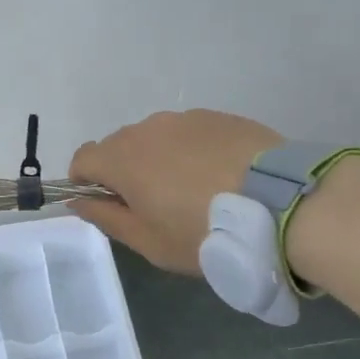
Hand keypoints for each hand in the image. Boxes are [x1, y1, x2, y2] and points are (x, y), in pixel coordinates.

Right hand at [68, 109, 283, 273]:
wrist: (281, 202)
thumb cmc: (205, 231)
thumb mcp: (150, 241)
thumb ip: (107, 218)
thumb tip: (78, 201)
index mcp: (122, 159)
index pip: (82, 158)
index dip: (85, 181)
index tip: (107, 204)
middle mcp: (147, 129)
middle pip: (119, 146)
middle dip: (125, 171)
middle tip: (156, 205)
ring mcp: (184, 119)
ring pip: (156, 137)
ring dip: (160, 159)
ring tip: (194, 190)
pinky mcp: (218, 117)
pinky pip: (189, 133)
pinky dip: (192, 151)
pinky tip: (221, 176)